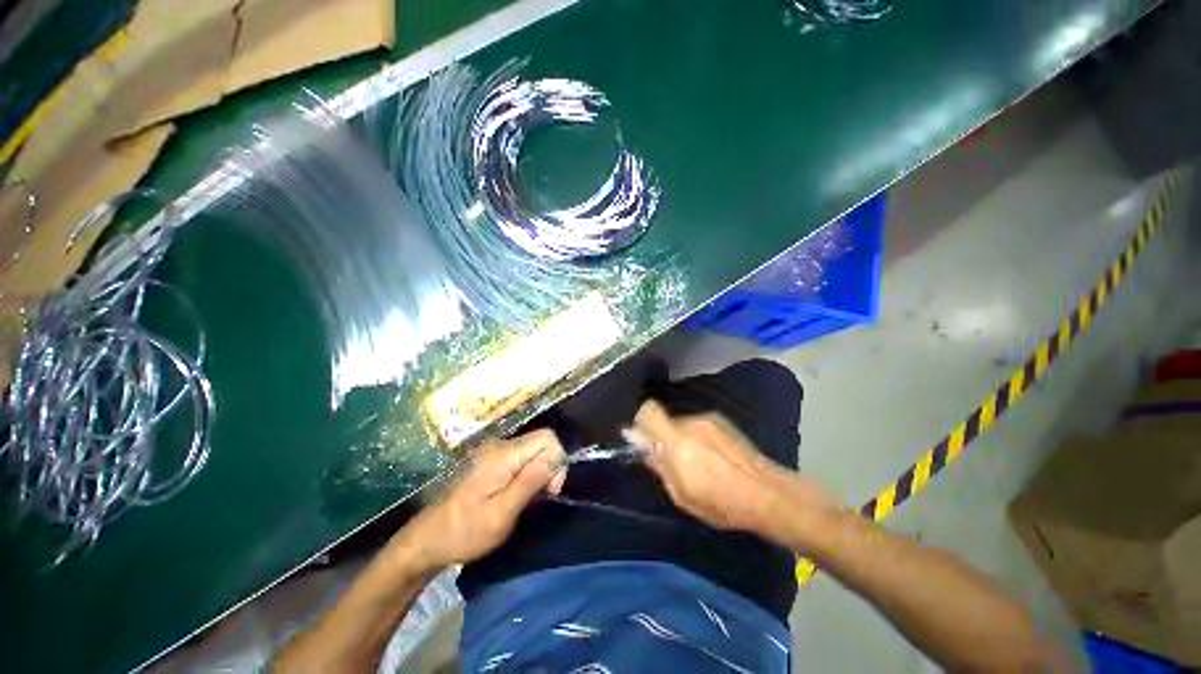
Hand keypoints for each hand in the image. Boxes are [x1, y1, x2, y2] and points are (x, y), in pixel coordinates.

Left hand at [396, 429, 566, 570]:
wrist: (428, 539)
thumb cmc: (464, 531)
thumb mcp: (500, 514)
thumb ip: (529, 482)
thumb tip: (557, 457)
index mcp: (504, 455)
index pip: (547, 437)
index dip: (556, 461)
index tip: (550, 491)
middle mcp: (501, 446)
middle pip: (542, 442)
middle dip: (550, 467)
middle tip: (541, 498)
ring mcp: (496, 452)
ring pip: (534, 450)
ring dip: (540, 472)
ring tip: (528, 500)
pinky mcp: (493, 461)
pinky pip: (523, 459)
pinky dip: (529, 474)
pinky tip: (519, 495)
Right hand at [632, 399, 841, 541]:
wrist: (768, 493)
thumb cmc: (721, 503)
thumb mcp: (682, 494)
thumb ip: (659, 465)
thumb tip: (640, 444)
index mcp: (677, 442)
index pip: (648, 412)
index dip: (640, 422)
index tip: (641, 439)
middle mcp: (691, 423)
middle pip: (663, 419)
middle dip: (660, 435)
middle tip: (669, 460)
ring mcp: (708, 420)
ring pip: (680, 423)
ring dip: (679, 438)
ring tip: (696, 462)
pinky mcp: (722, 421)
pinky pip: (697, 425)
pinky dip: (695, 437)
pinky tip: (711, 457)